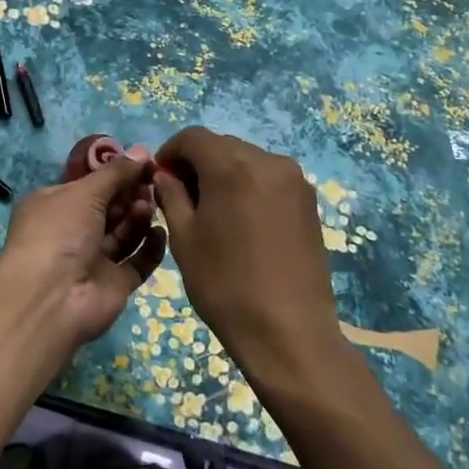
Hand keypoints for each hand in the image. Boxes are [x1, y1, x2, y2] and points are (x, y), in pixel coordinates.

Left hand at [0, 153, 167, 350]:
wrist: (51, 299)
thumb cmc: (59, 233)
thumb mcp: (84, 192)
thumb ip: (116, 172)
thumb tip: (141, 150)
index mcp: (55, 205)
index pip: (90, 185)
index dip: (117, 173)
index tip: (145, 162)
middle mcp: (73, 232)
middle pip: (110, 208)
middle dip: (131, 194)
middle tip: (152, 182)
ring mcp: (94, 260)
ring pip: (125, 233)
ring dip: (138, 217)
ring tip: (148, 207)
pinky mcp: (115, 284)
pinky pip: (138, 262)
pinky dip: (150, 247)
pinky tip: (159, 233)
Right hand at [153, 127, 343, 388]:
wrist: (288, 331)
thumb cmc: (225, 285)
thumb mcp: (184, 239)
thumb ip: (171, 196)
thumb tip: (166, 175)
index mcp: (232, 166)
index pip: (193, 137)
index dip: (171, 151)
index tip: (160, 177)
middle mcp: (268, 161)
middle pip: (222, 145)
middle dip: (198, 162)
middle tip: (182, 196)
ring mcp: (294, 180)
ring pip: (247, 159)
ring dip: (224, 173)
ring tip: (213, 211)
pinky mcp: (308, 200)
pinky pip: (269, 178)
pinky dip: (248, 185)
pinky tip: (241, 219)